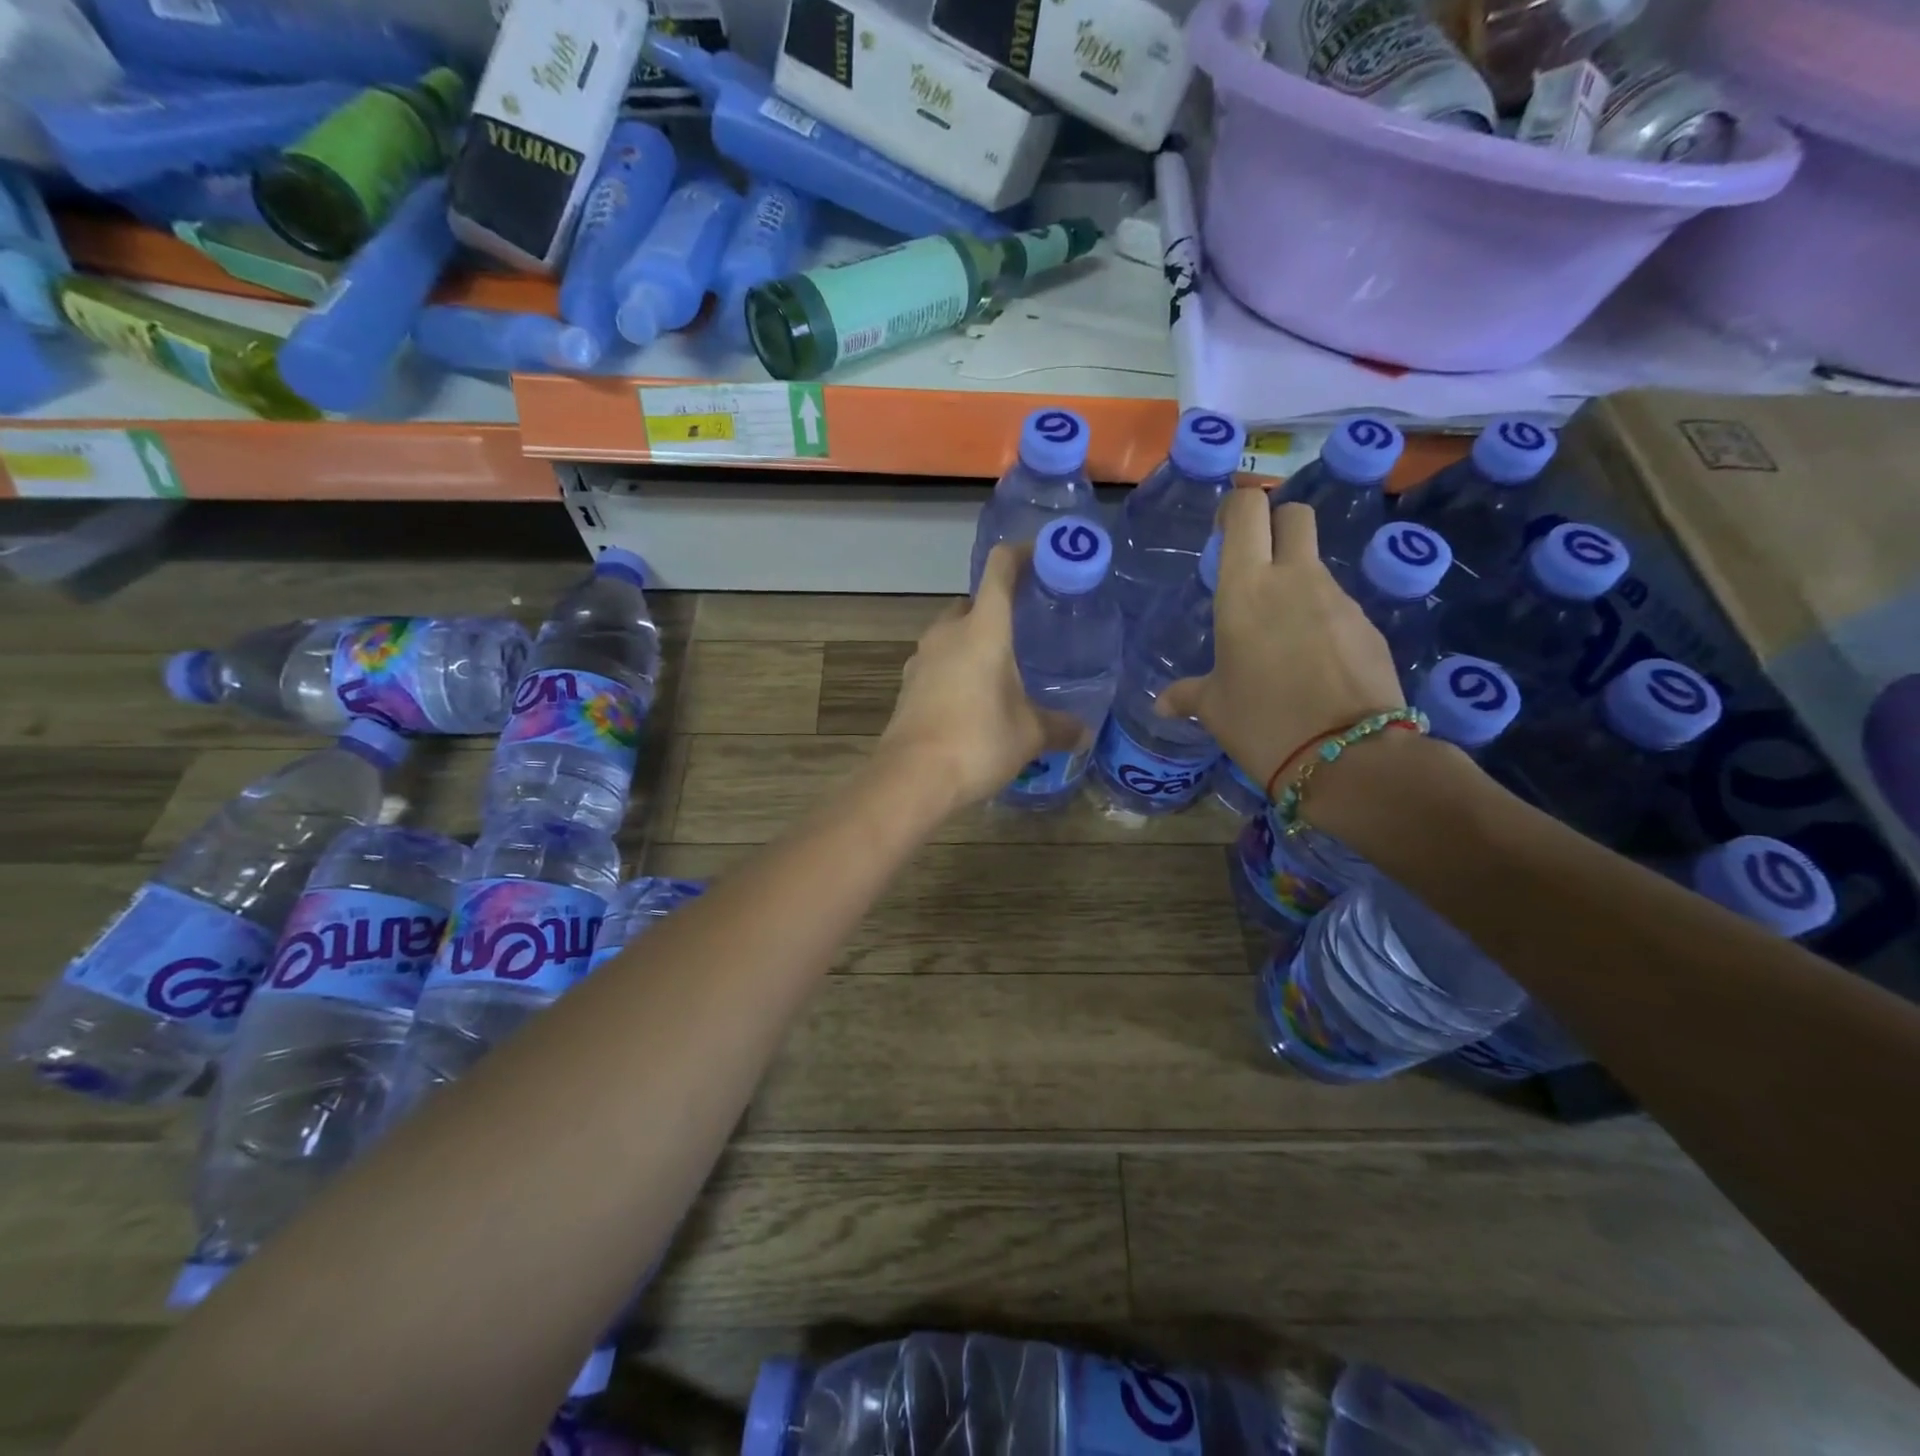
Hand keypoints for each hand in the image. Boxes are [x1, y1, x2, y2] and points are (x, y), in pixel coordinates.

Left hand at [877, 543, 1083, 812]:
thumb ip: (1059, 727)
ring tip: (1001, 669)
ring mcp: (922, 658)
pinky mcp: (907, 685)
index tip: (1041, 556)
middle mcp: (948, 633)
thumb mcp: (1029, 735)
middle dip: (997, 610)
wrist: (912, 777)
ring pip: (952, 635)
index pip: (1000, 570)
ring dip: (974, 642)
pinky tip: (973, 698)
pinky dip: (956, 668)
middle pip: (973, 603)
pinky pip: (937, 663)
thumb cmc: (978, 742)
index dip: (1021, 554)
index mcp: (983, 629)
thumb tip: (1084, 732)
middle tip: (1026, 630)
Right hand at [1159, 490, 1404, 790]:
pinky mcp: (1369, 625)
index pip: (1247, 509)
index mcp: (1245, 588)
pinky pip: (1338, 606)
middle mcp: (1294, 579)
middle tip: (1256, 565)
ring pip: (1316, 564)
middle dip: (1275, 525)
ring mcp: (1339, 599)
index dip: (1235, 508)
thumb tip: (1163, 704)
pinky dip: (1321, 619)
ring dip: (1296, 581)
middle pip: (1293, 515)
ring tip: (1280, 637)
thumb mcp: (1214, 709)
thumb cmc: (1262, 723)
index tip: (1224, 533)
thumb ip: (1187, 694)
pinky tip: (1312, 663)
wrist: (1349, 758)